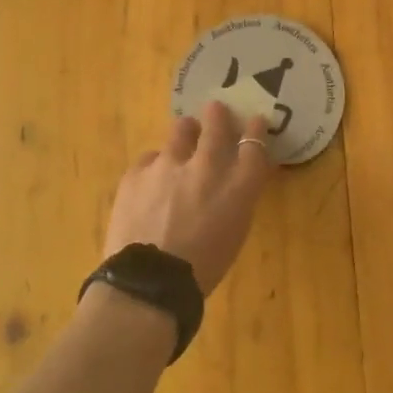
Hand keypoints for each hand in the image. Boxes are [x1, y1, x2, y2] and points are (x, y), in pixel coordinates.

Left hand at [102, 102, 274, 294]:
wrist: (149, 283)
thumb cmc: (203, 268)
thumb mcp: (235, 231)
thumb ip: (238, 197)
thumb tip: (236, 180)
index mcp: (239, 186)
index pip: (254, 143)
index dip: (255, 129)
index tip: (254, 122)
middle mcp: (207, 166)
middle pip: (217, 124)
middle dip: (219, 115)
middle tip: (216, 110)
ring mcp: (169, 164)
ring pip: (181, 130)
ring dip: (186, 132)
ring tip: (183, 137)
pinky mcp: (137, 172)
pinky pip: (150, 157)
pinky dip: (156, 165)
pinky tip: (153, 180)